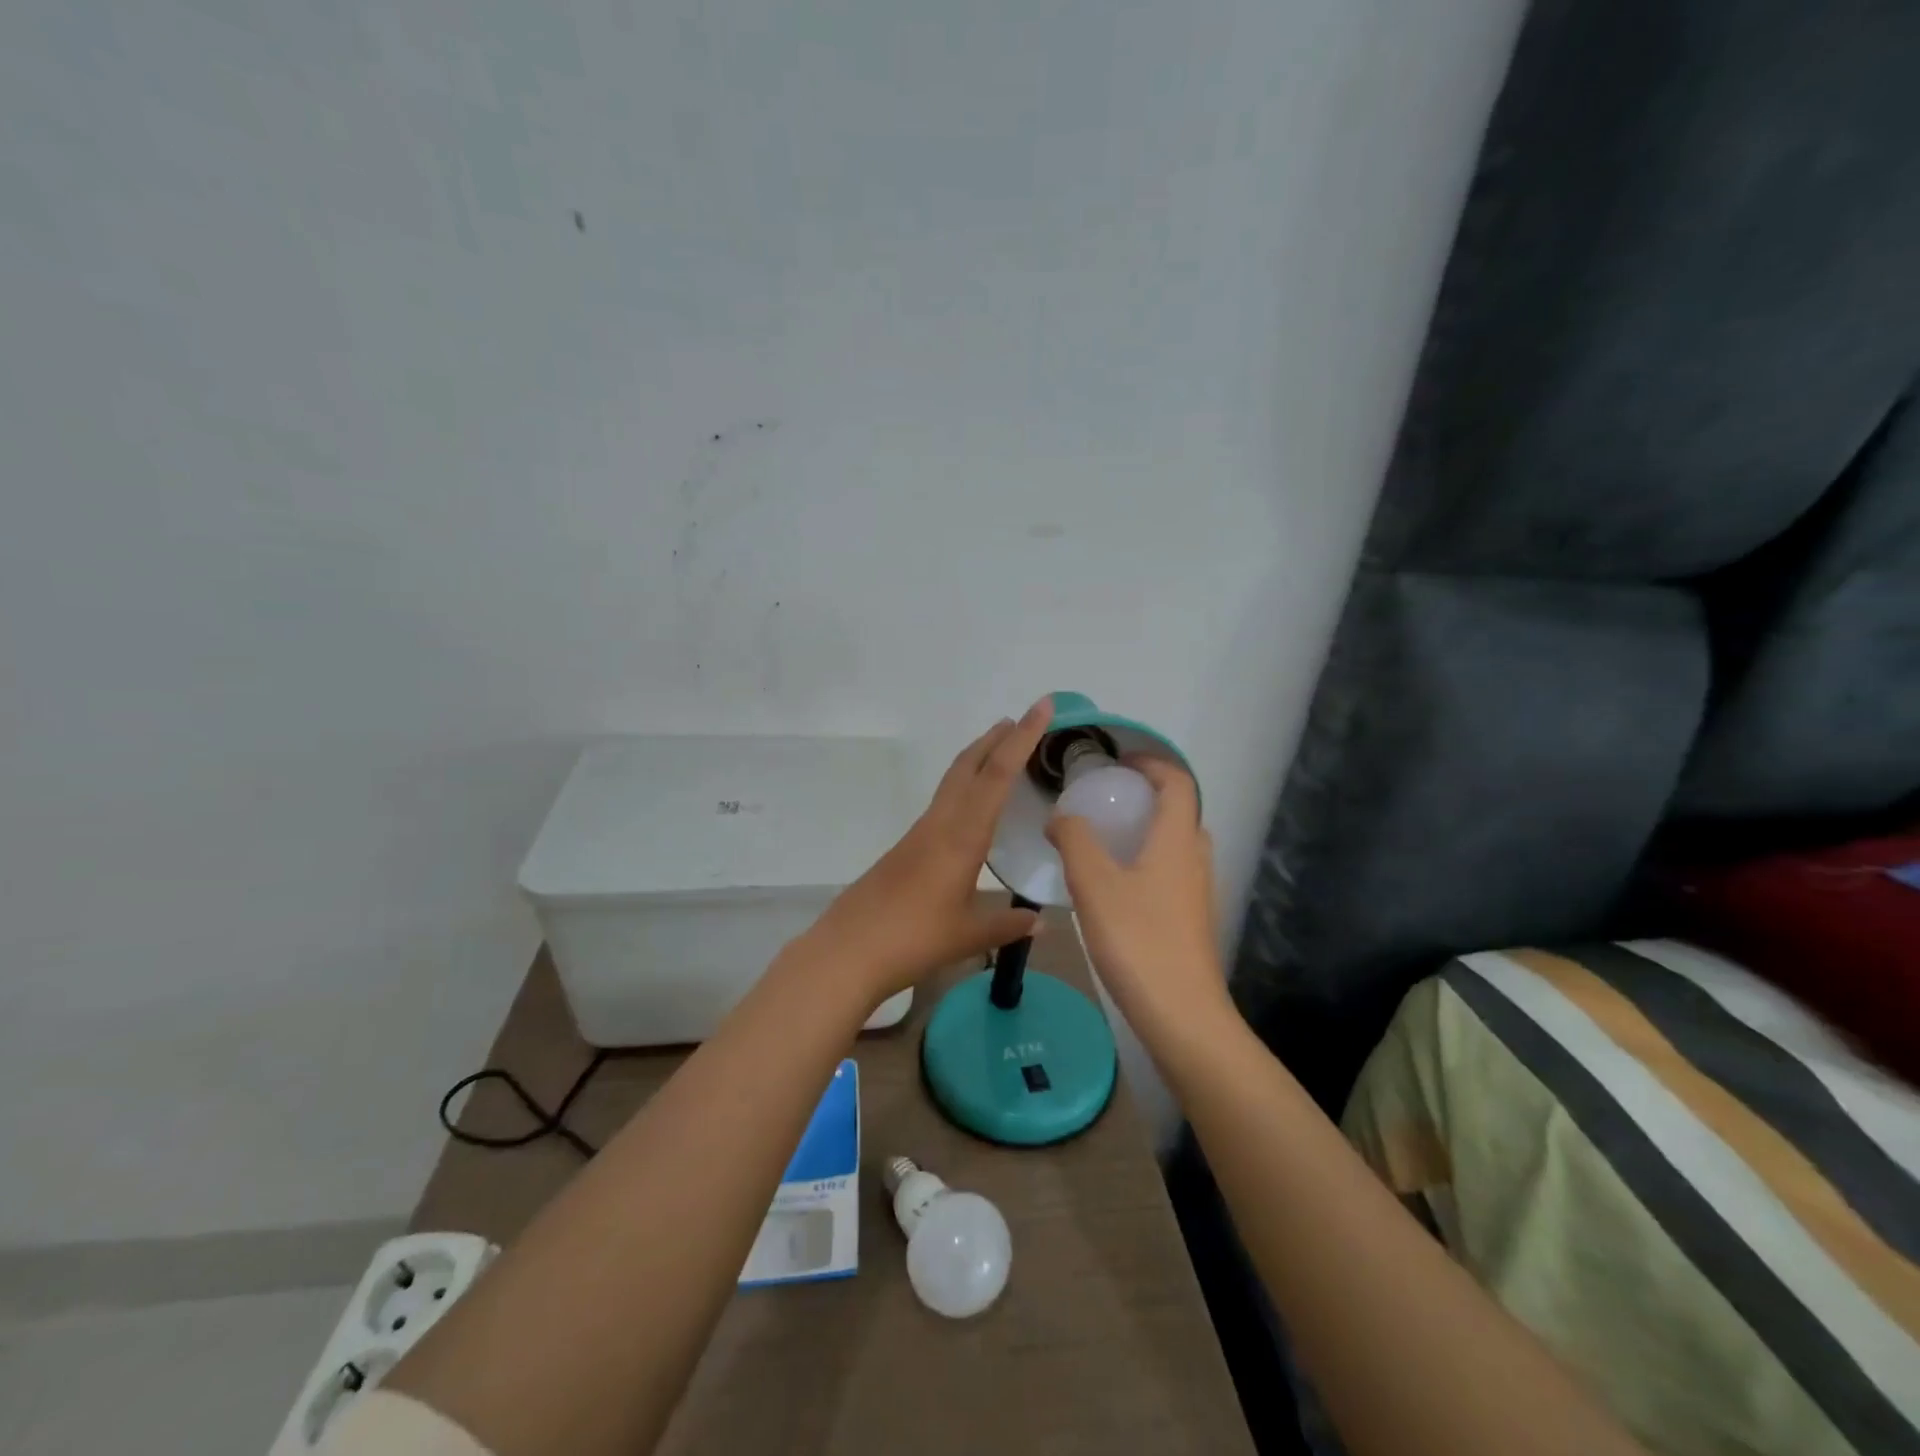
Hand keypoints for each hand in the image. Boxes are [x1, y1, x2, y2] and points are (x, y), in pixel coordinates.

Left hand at [801, 698, 1055, 1004]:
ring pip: (953, 781)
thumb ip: (1006, 924)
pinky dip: (965, 787)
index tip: (1041, 707)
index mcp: (962, 835)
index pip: (997, 774)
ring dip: (979, 759)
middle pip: (969, 765)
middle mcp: (940, 823)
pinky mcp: (907, 847)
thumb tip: (1040, 921)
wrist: (847, 951)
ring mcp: (920, 833)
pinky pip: (944, 802)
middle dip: (997, 738)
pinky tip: (972, 809)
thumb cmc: (913, 939)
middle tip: (1022, 720)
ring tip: (1002, 752)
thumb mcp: (969, 935)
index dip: (1022, 737)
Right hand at [1045, 757, 1232, 1045]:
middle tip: (1106, 800)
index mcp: (1177, 839)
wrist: (1181, 1014)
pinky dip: (1146, 860)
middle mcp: (1195, 858)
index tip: (1117, 762)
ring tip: (1104, 839)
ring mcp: (1197, 891)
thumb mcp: (1093, 883)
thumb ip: (1074, 840)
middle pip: (1180, 810)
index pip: (1178, 782)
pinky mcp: (1191, 919)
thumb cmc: (1137, 939)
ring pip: (1176, 843)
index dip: (1151, 763)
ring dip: (1146, 829)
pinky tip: (1114, 885)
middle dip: (1146, 795)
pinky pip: (1171, 871)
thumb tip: (1062, 817)